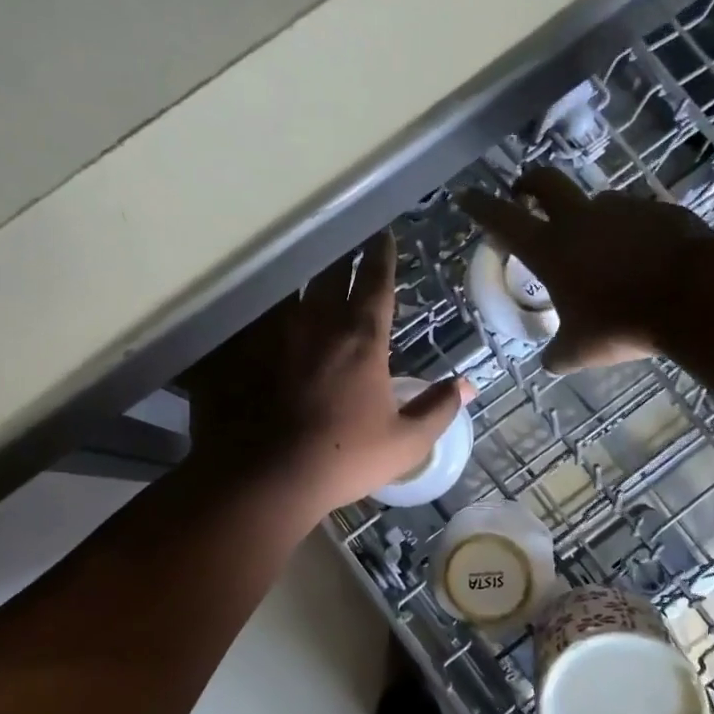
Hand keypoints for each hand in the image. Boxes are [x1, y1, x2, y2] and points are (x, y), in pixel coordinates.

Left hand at [186, 232, 469, 515]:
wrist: (269, 477)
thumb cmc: (345, 458)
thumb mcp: (405, 442)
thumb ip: (438, 409)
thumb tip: (468, 385)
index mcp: (361, 339)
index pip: (375, 283)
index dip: (382, 257)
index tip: (383, 236)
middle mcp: (318, 323)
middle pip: (331, 274)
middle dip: (344, 255)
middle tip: (349, 243)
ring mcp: (275, 334)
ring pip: (293, 289)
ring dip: (306, 276)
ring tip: (311, 269)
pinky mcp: (244, 351)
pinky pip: (258, 315)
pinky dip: (269, 307)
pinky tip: (270, 309)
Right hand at [458, 167, 713, 372]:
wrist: (695, 296)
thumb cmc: (622, 324)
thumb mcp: (579, 351)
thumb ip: (558, 353)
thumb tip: (550, 361)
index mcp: (550, 249)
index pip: (502, 219)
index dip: (481, 206)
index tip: (466, 196)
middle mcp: (581, 219)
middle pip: (546, 182)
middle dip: (529, 183)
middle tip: (524, 192)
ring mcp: (624, 209)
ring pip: (597, 202)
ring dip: (588, 215)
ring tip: (597, 244)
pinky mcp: (661, 211)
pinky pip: (638, 217)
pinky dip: (632, 232)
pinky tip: (643, 256)